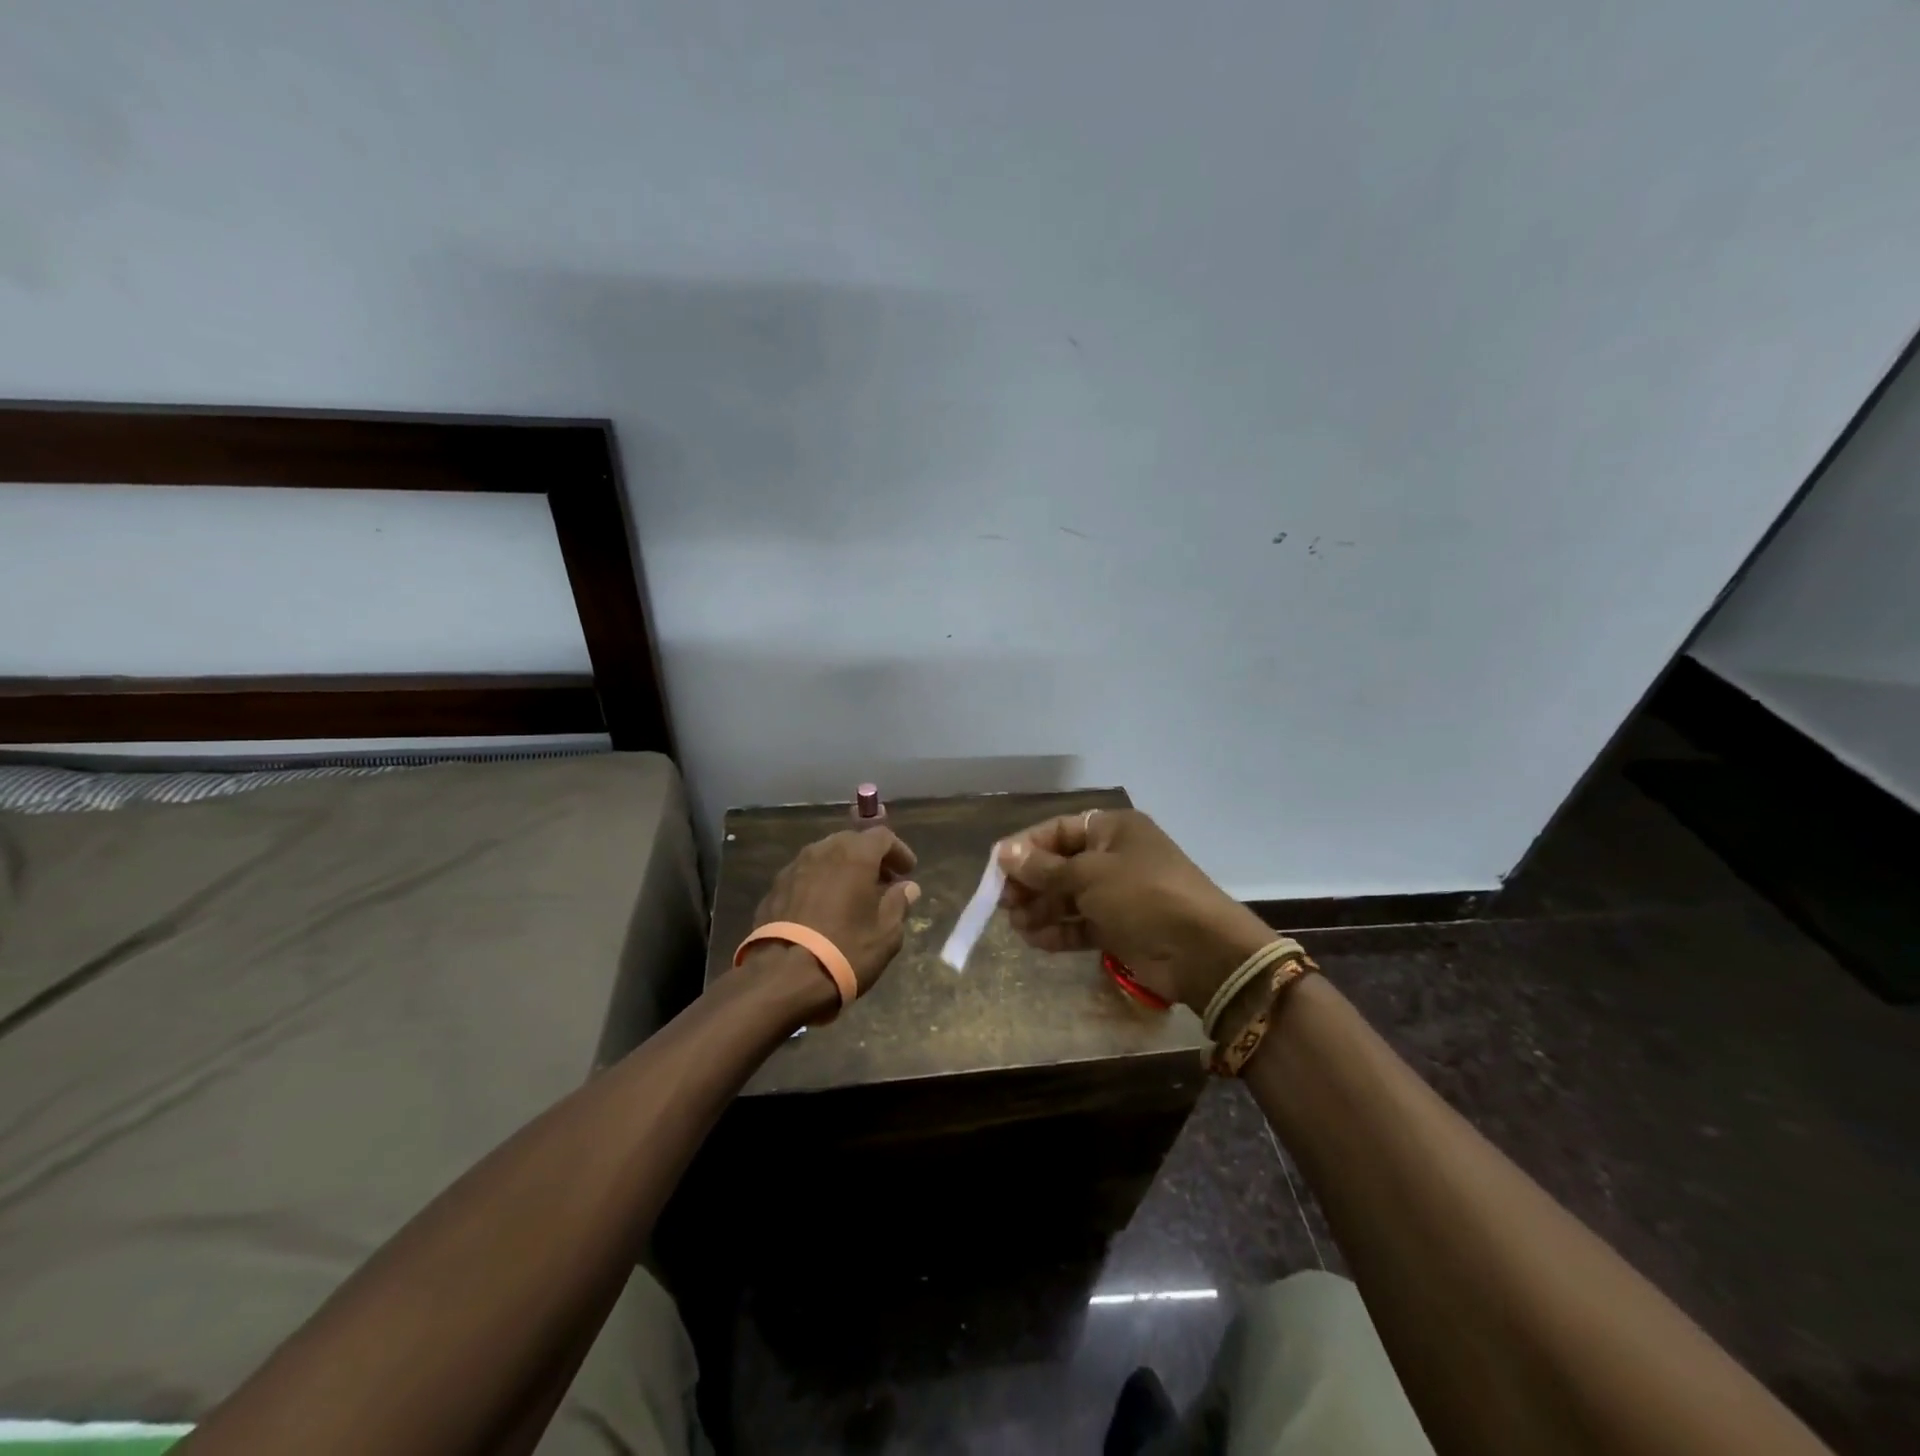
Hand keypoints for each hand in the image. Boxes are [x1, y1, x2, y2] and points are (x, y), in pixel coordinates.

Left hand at [745, 828, 921, 1007]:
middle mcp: (822, 851)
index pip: (882, 836)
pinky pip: (806, 875)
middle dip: (871, 858)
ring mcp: (794, 868)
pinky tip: (825, 909)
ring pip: (826, 856)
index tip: (908, 872)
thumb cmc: (844, 950)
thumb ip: (898, 904)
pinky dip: (821, 883)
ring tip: (854, 896)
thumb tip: (908, 888)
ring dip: (844, 869)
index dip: (899, 851)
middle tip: (883, 883)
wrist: (782, 978)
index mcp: (854, 855)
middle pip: (852, 842)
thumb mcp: (886, 934)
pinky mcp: (774, 888)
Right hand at [995, 809, 1273, 1014]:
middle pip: (1061, 865)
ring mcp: (1118, 894)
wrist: (1200, 951)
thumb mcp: (1088, 875)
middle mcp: (1115, 857)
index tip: (996, 868)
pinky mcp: (1120, 928)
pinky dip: (1059, 930)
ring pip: (1068, 897)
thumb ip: (1044, 868)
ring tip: (1017, 925)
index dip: (1026, 847)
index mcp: (1113, 830)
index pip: (1058, 831)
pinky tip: (1035, 940)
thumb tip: (1004, 853)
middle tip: (1003, 903)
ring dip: (1041, 909)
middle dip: (1031, 883)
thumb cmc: (1142, 895)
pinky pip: (1081, 924)